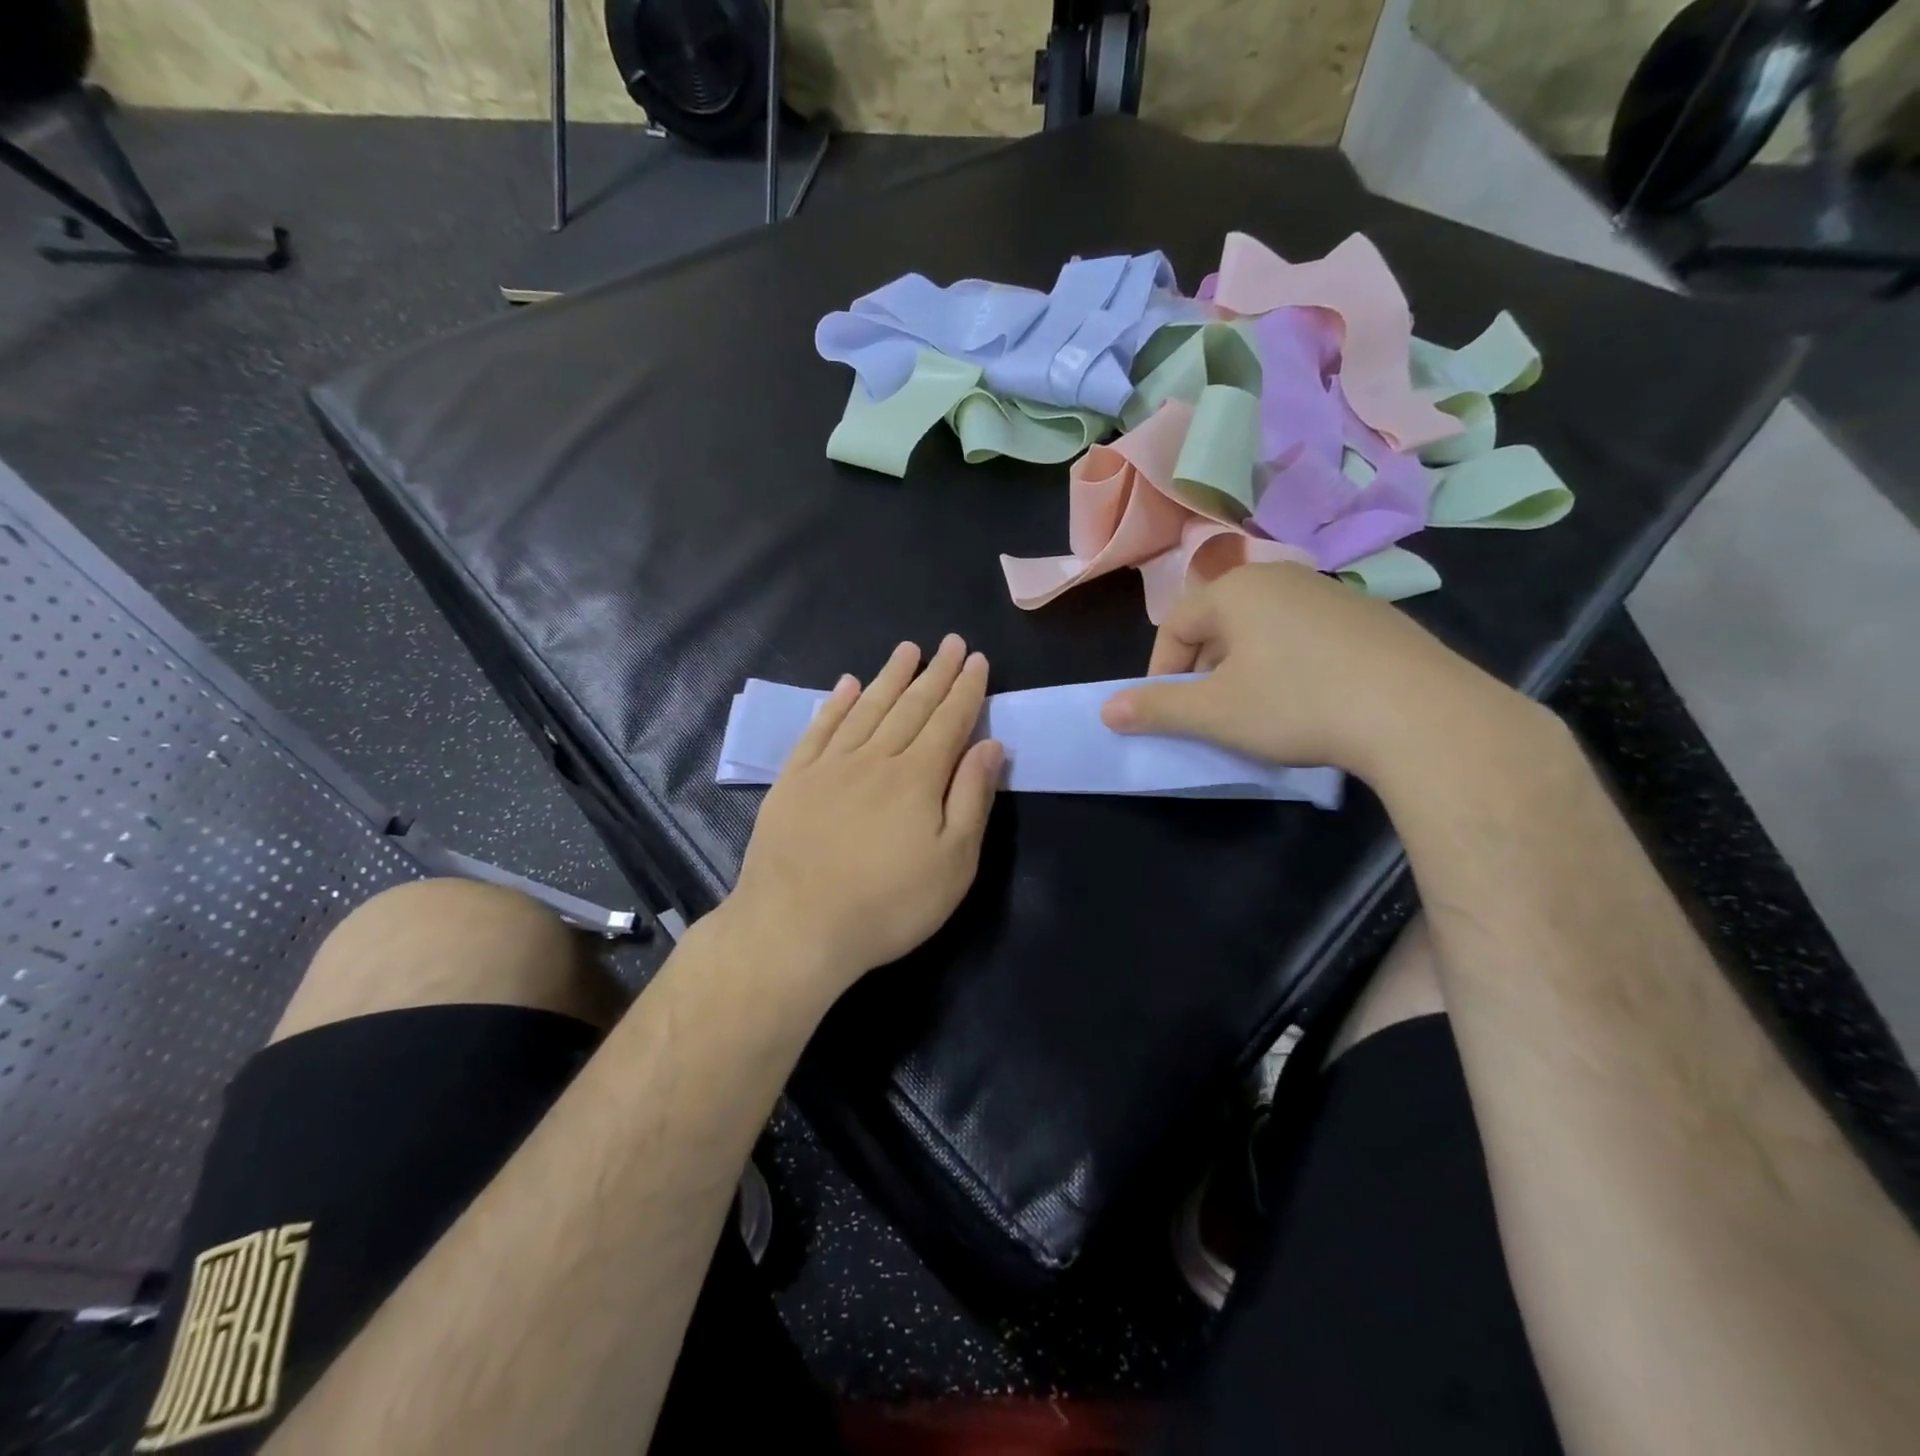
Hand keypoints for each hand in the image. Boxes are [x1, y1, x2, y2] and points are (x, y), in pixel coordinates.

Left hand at [724, 635, 1003, 998]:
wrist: (795, 927)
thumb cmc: (887, 904)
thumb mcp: (952, 863)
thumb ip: (972, 798)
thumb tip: (989, 745)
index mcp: (918, 777)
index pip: (949, 721)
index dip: (966, 690)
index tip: (977, 660)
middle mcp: (875, 758)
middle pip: (911, 706)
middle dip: (936, 673)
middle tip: (951, 643)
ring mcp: (830, 766)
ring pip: (867, 709)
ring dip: (890, 677)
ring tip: (907, 650)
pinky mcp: (794, 780)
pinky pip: (820, 729)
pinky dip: (836, 704)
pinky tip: (847, 685)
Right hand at [1099, 563, 1535, 780]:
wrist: (1418, 713)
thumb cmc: (1296, 704)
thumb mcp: (1214, 713)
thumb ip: (1155, 708)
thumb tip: (1107, 711)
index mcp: (1236, 590)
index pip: (1174, 623)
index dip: (1161, 669)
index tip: (1167, 709)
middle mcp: (1281, 577)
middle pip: (1219, 622)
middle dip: (1203, 668)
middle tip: (1210, 711)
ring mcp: (1332, 592)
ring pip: (1264, 628)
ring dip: (1246, 666)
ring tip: (1258, 709)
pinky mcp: (1373, 616)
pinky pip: (1308, 635)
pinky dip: (1292, 663)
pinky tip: (1311, 700)